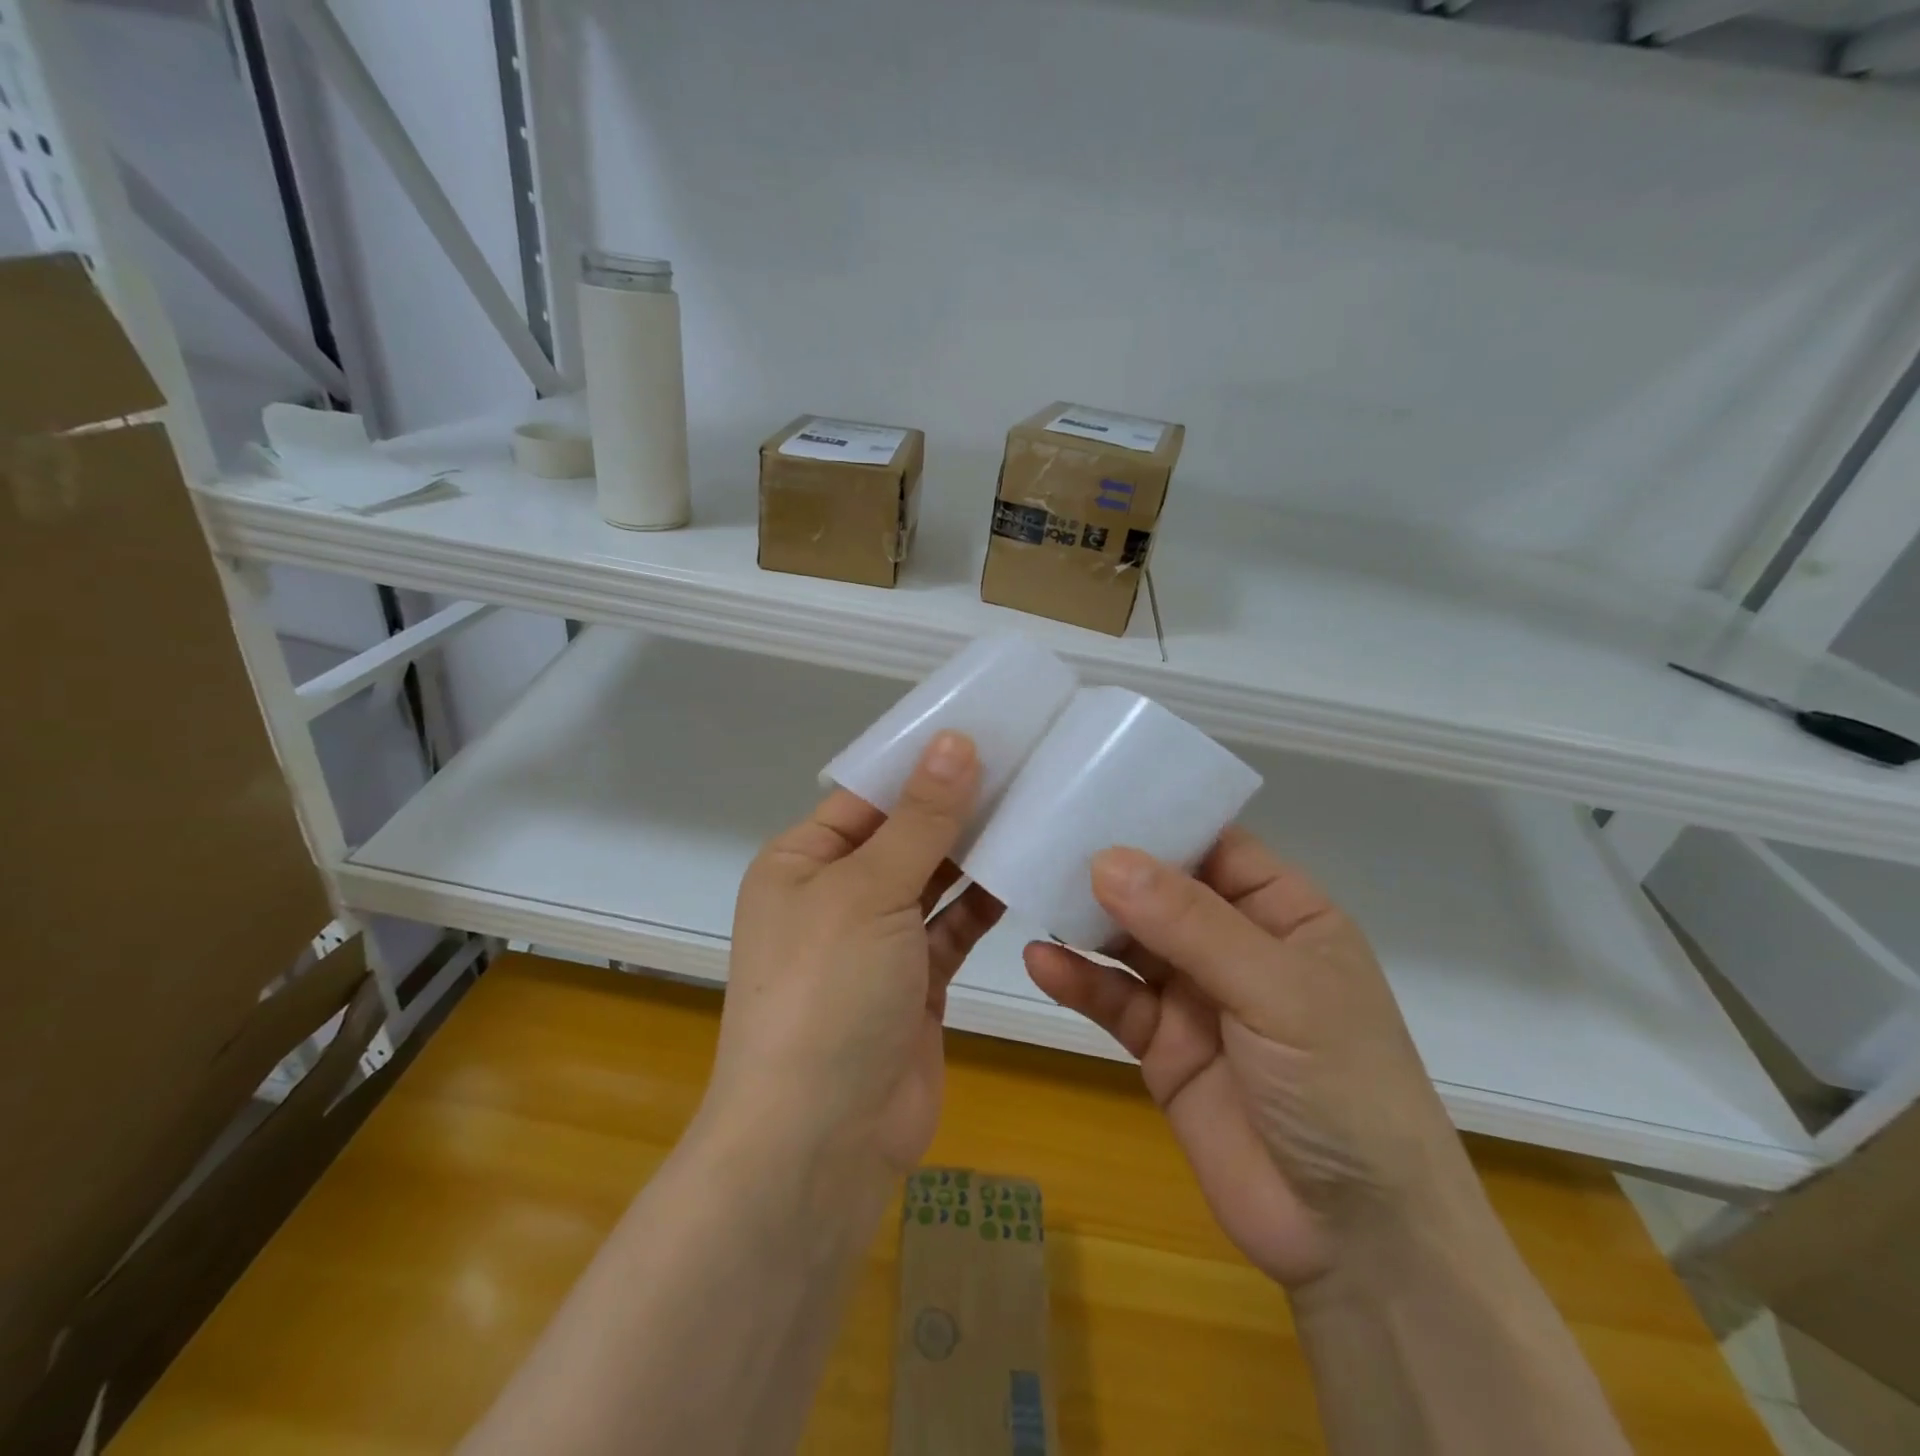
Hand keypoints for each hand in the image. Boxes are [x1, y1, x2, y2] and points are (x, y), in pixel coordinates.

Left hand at [707, 732, 1003, 1179]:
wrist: (821, 1143)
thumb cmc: (828, 994)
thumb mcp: (869, 891)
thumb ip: (920, 819)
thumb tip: (954, 741)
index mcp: (802, 862)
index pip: (867, 794)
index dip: (920, 762)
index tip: (984, 728)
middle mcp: (835, 895)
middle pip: (904, 834)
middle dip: (957, 804)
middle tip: (1028, 761)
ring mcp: (877, 942)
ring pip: (934, 880)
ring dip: (976, 851)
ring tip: (1038, 803)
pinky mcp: (916, 982)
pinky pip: (954, 927)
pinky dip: (986, 903)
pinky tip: (1029, 867)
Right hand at [1024, 829, 1467, 1288]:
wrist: (1354, 1240)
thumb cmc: (1342, 1088)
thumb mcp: (1276, 991)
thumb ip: (1190, 923)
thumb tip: (1105, 859)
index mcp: (1284, 914)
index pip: (1214, 846)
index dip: (1159, 820)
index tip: (1091, 793)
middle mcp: (1236, 946)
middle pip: (1162, 890)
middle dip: (1109, 868)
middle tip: (1042, 836)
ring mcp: (1196, 996)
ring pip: (1129, 942)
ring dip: (1085, 920)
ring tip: (1029, 889)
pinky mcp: (1162, 1046)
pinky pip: (1113, 1000)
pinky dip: (1078, 981)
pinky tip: (1040, 963)